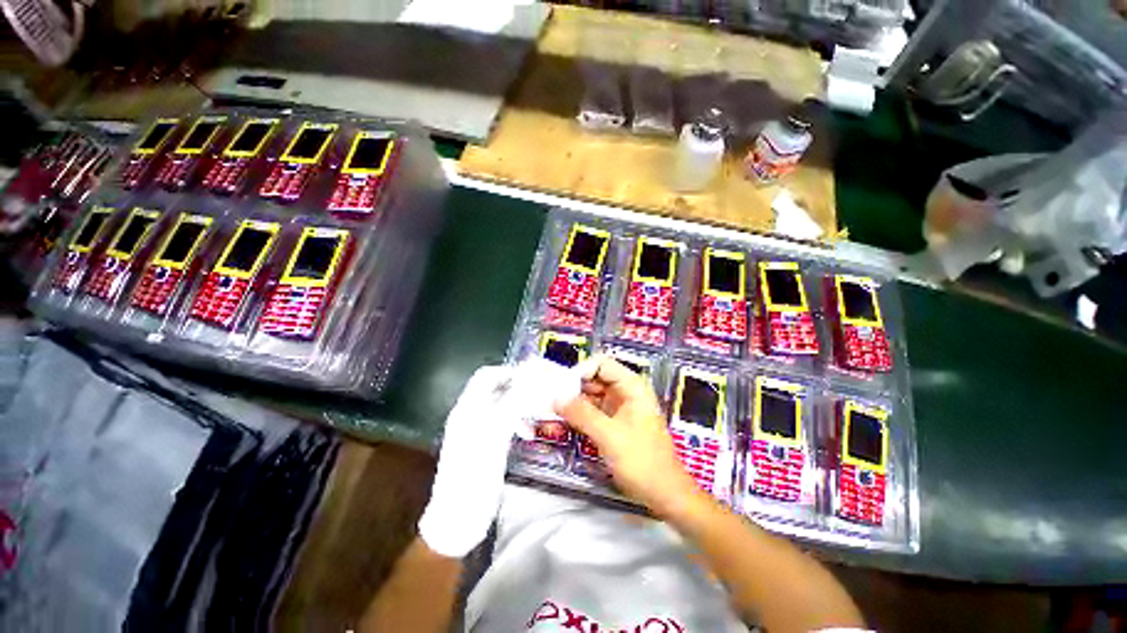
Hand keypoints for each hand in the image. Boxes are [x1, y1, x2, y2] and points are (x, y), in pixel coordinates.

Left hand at [418, 360, 583, 557]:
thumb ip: (513, 403)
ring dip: (522, 404)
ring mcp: (479, 430)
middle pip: (497, 388)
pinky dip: (519, 421)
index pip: (487, 375)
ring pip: (504, 404)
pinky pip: (506, 422)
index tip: (533, 375)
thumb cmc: (474, 473)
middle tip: (543, 391)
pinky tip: (529, 432)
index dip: (509, 371)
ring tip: (540, 412)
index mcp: (468, 408)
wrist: (459, 518)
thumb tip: (532, 379)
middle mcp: (472, 414)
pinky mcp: (487, 445)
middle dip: (520, 387)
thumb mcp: (494, 434)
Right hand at [556, 356, 701, 517]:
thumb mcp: (610, 436)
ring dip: (573, 403)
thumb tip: (556, 397)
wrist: (665, 495)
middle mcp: (625, 392)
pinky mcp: (613, 424)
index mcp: (632, 386)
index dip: (581, 371)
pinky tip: (563, 423)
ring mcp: (619, 408)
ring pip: (591, 395)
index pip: (601, 364)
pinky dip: (578, 415)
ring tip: (552, 413)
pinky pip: (592, 412)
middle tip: (552, 401)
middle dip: (573, 388)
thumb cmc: (643, 462)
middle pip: (594, 378)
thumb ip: (582, 414)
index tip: (562, 388)